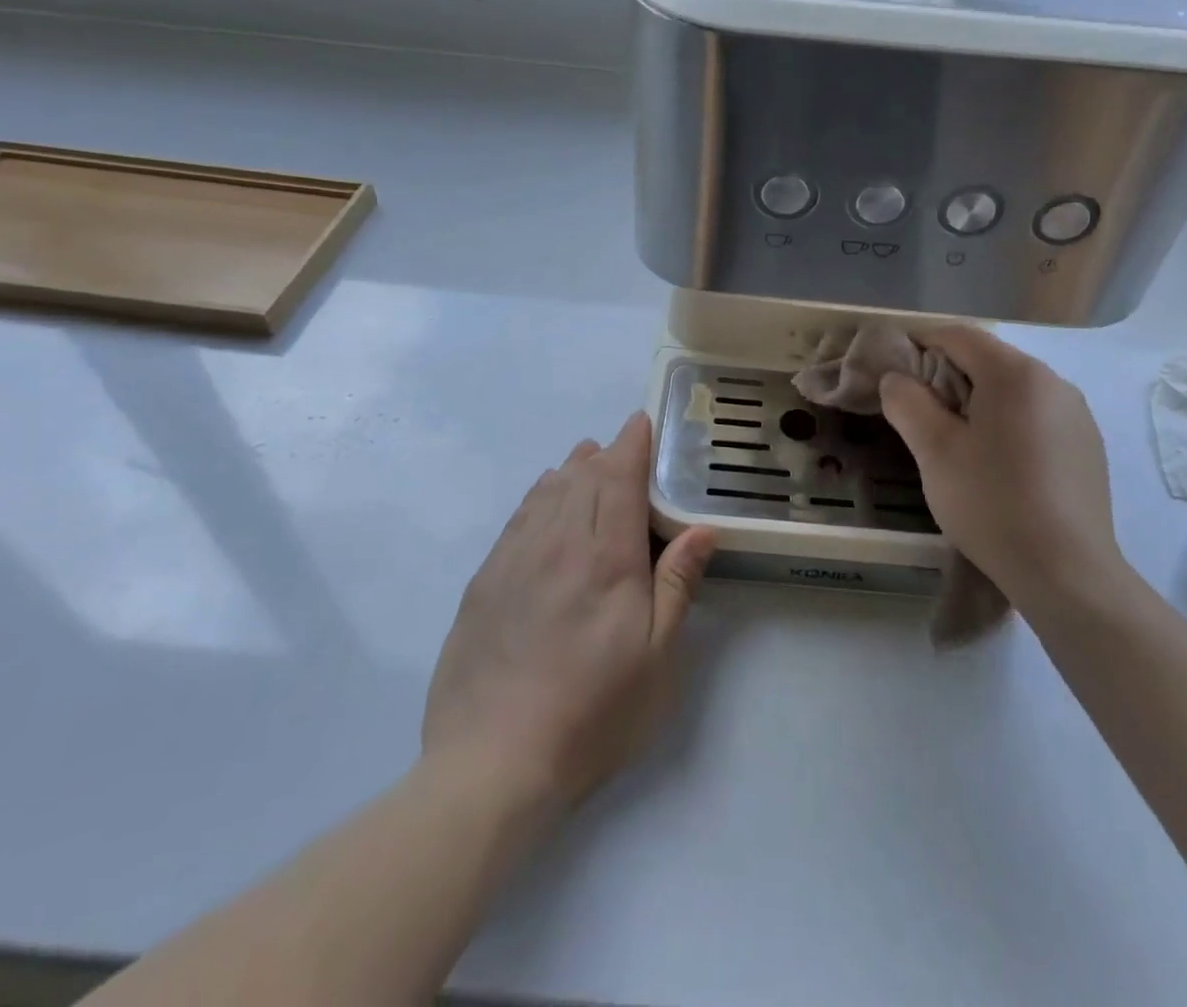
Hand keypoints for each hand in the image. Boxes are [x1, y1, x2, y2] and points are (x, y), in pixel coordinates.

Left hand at [420, 412, 716, 812]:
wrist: (491, 764)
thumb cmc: (592, 712)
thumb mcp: (655, 658)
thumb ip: (677, 585)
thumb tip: (702, 529)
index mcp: (605, 557)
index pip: (618, 479)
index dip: (631, 445)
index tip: (641, 423)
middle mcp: (557, 544)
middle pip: (582, 478)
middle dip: (604, 454)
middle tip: (621, 445)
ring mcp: (514, 560)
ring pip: (546, 493)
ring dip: (570, 469)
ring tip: (585, 458)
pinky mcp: (484, 583)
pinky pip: (516, 519)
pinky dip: (537, 496)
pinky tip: (543, 497)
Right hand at [878, 327, 1128, 612]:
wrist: (1067, 574)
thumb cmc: (992, 504)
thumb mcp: (934, 451)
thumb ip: (907, 402)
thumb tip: (897, 379)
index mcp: (1017, 374)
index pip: (960, 336)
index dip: (921, 344)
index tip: (895, 373)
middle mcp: (1054, 382)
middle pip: (989, 361)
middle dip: (948, 377)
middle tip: (921, 416)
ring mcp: (1077, 415)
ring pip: (1013, 390)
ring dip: (978, 402)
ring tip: (958, 445)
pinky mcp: (1088, 445)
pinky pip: (1037, 416)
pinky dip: (1008, 424)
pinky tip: (999, 467)